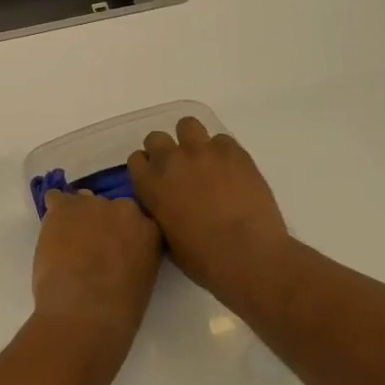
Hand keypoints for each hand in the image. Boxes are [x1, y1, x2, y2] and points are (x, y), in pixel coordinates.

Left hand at [31, 190, 162, 352]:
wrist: (85, 312)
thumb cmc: (119, 310)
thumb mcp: (142, 280)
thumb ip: (134, 256)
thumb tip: (117, 253)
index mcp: (150, 229)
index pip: (137, 220)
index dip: (122, 234)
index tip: (114, 248)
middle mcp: (125, 208)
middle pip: (110, 207)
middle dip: (101, 223)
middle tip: (91, 247)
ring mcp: (93, 204)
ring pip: (83, 201)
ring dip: (77, 217)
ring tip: (68, 241)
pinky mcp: (63, 208)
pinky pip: (55, 199)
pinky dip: (53, 212)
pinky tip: (51, 230)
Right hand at [128, 117, 287, 293]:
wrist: (247, 254)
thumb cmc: (203, 259)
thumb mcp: (166, 239)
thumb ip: (159, 212)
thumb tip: (166, 204)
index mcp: (150, 184)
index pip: (136, 159)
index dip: (147, 168)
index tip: (157, 180)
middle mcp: (171, 160)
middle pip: (156, 138)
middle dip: (165, 150)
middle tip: (180, 170)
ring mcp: (203, 151)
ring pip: (188, 125)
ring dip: (192, 140)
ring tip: (205, 160)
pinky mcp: (233, 151)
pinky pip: (222, 139)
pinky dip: (223, 152)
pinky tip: (232, 170)